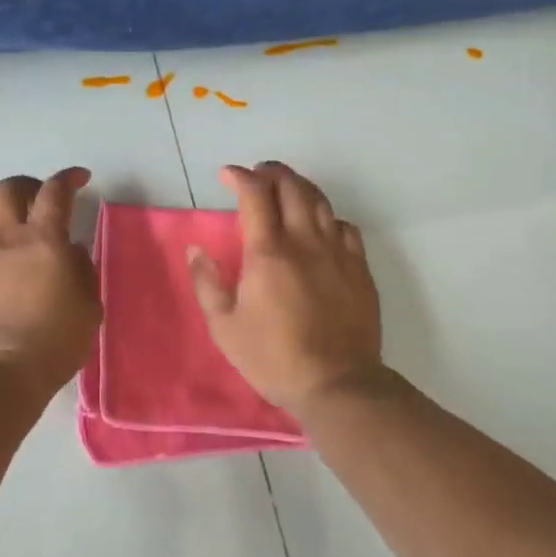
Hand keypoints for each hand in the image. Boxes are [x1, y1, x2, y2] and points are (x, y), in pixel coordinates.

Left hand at [0, 167, 101, 392]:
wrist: (3, 374)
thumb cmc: (56, 341)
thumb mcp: (89, 305)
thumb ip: (82, 268)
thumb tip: (70, 249)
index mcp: (45, 239)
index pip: (56, 191)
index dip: (68, 178)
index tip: (79, 179)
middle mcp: (6, 236)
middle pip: (9, 189)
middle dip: (27, 185)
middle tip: (38, 199)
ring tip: (6, 221)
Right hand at [187, 162, 384, 415]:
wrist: (337, 384)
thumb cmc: (273, 358)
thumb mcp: (225, 327)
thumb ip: (207, 283)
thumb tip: (196, 250)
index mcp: (268, 252)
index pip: (255, 195)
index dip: (240, 177)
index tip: (227, 175)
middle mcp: (304, 242)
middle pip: (292, 187)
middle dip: (272, 172)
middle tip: (258, 174)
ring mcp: (337, 253)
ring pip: (320, 201)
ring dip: (300, 187)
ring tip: (287, 189)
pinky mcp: (359, 269)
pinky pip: (345, 227)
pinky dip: (328, 217)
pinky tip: (321, 226)